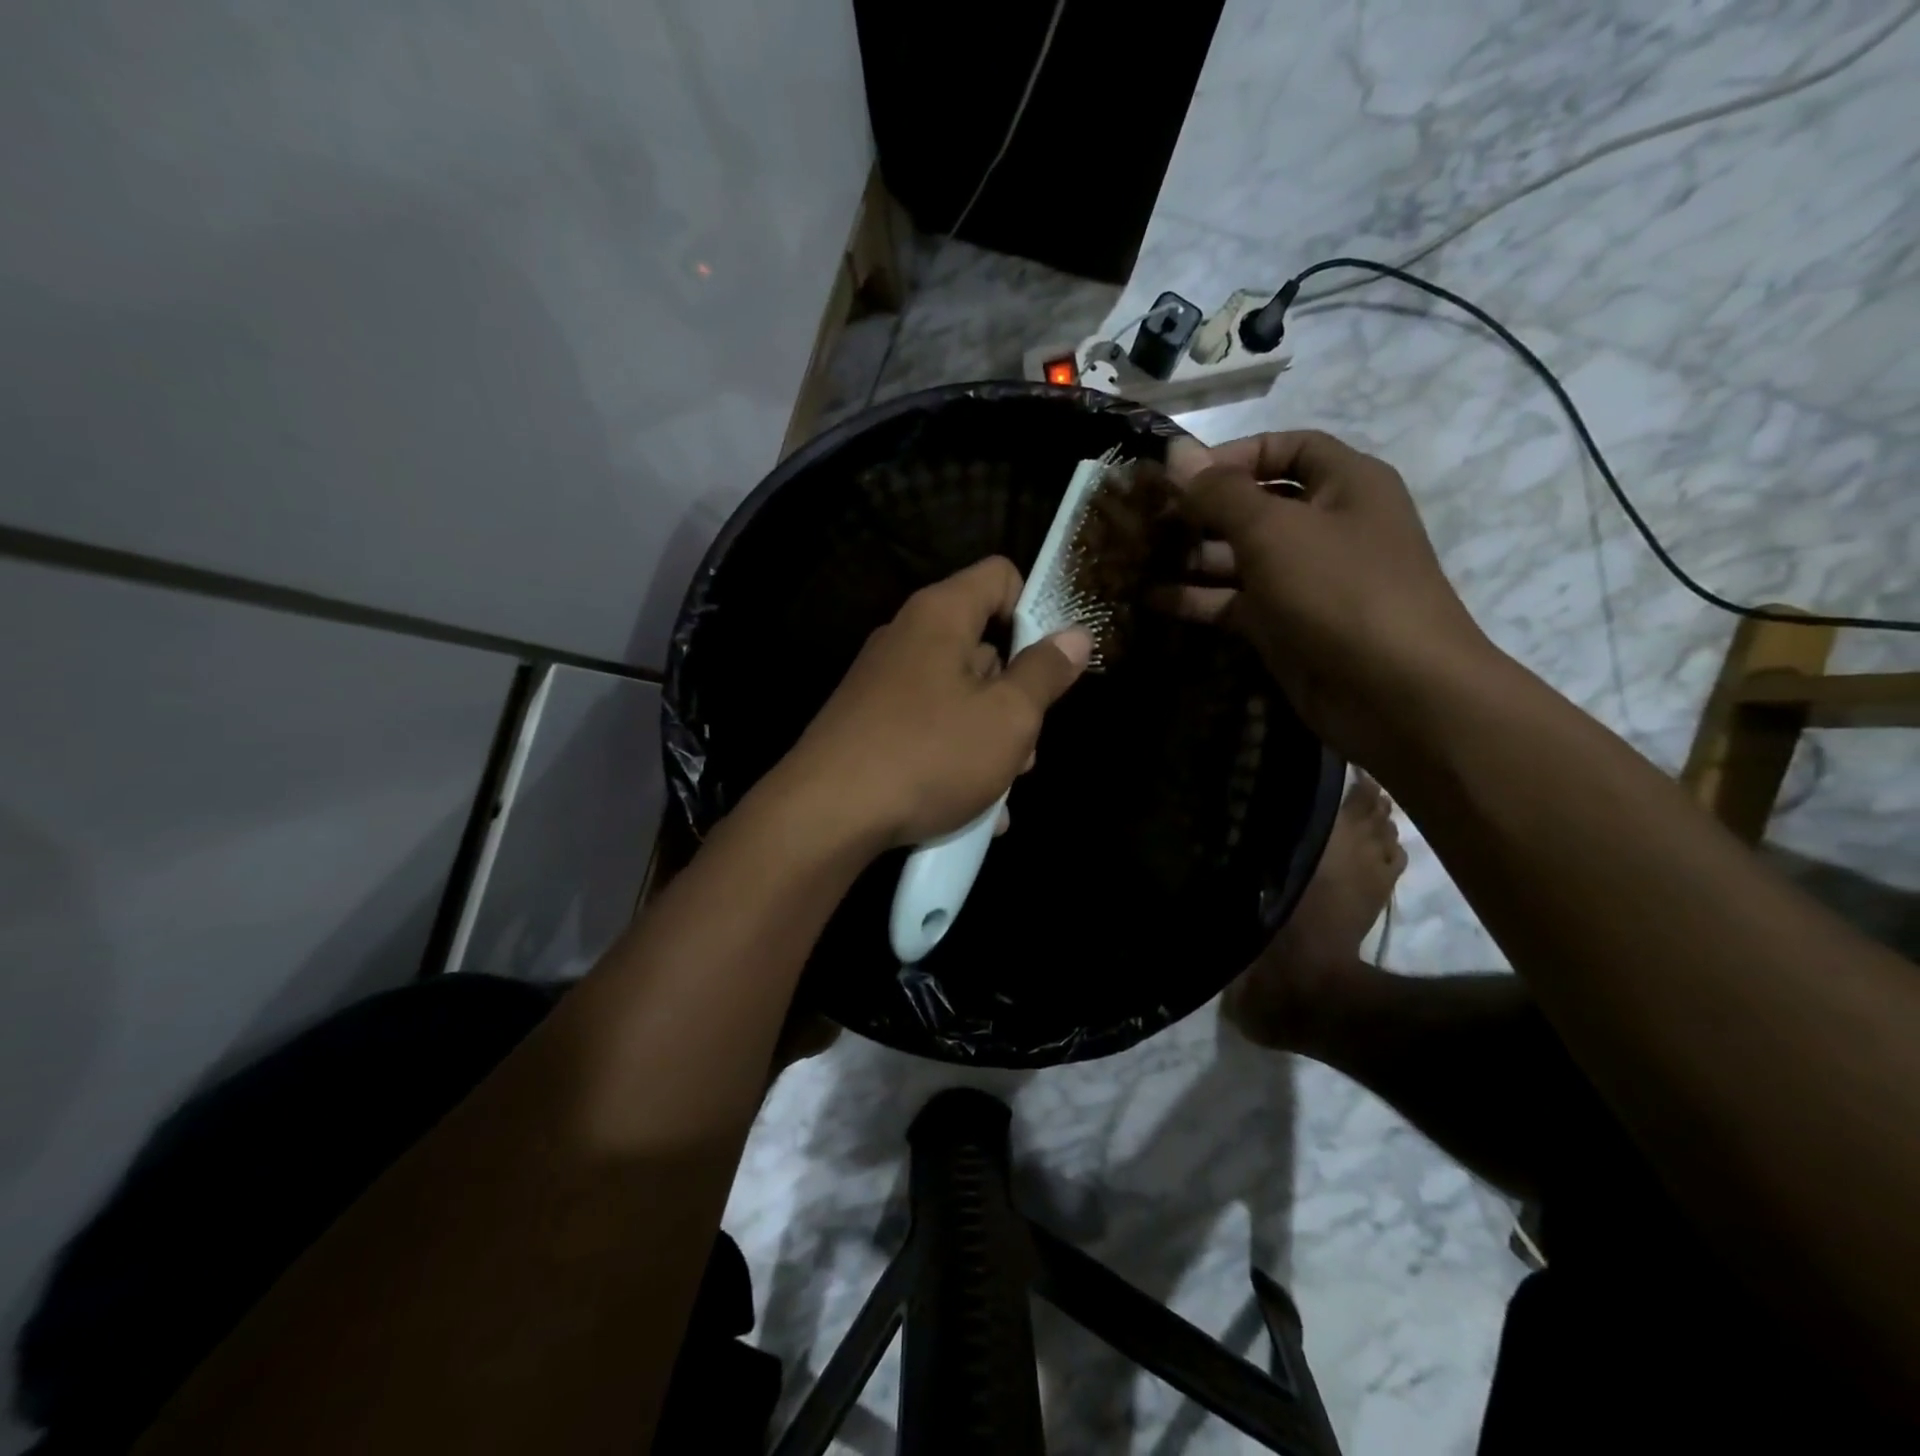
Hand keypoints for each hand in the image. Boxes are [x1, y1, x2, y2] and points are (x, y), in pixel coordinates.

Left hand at [774, 557, 1092, 852]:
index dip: (1034, 610)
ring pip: (959, 698)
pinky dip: (954, 760)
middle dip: (1015, 700)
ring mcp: (883, 684)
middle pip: (983, 648)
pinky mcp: (869, 725)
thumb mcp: (1007, 718)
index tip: (1051, 663)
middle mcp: (908, 638)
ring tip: (997, 794)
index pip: (1000, 576)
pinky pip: (929, 730)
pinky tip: (970, 811)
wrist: (826, 816)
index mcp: (941, 615)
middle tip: (1025, 751)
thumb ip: (1045, 673)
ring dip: (989, 742)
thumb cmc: (929, 755)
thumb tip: (1076, 635)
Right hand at [1166, 430, 1496, 765]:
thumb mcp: (1274, 530)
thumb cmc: (1339, 590)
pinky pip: (1235, 603)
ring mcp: (1304, 581)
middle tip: (1145, 519)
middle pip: (1256, 506)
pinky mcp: (1285, 626)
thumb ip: (1219, 493)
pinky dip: (1197, 599)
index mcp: (1345, 484)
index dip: (1234, 454)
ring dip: (1191, 556)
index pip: (1287, 448)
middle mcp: (1326, 526)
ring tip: (1135, 557)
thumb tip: (1176, 453)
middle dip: (1201, 510)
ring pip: (1240, 557)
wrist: (1393, 692)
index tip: (1180, 474)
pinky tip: (1151, 599)